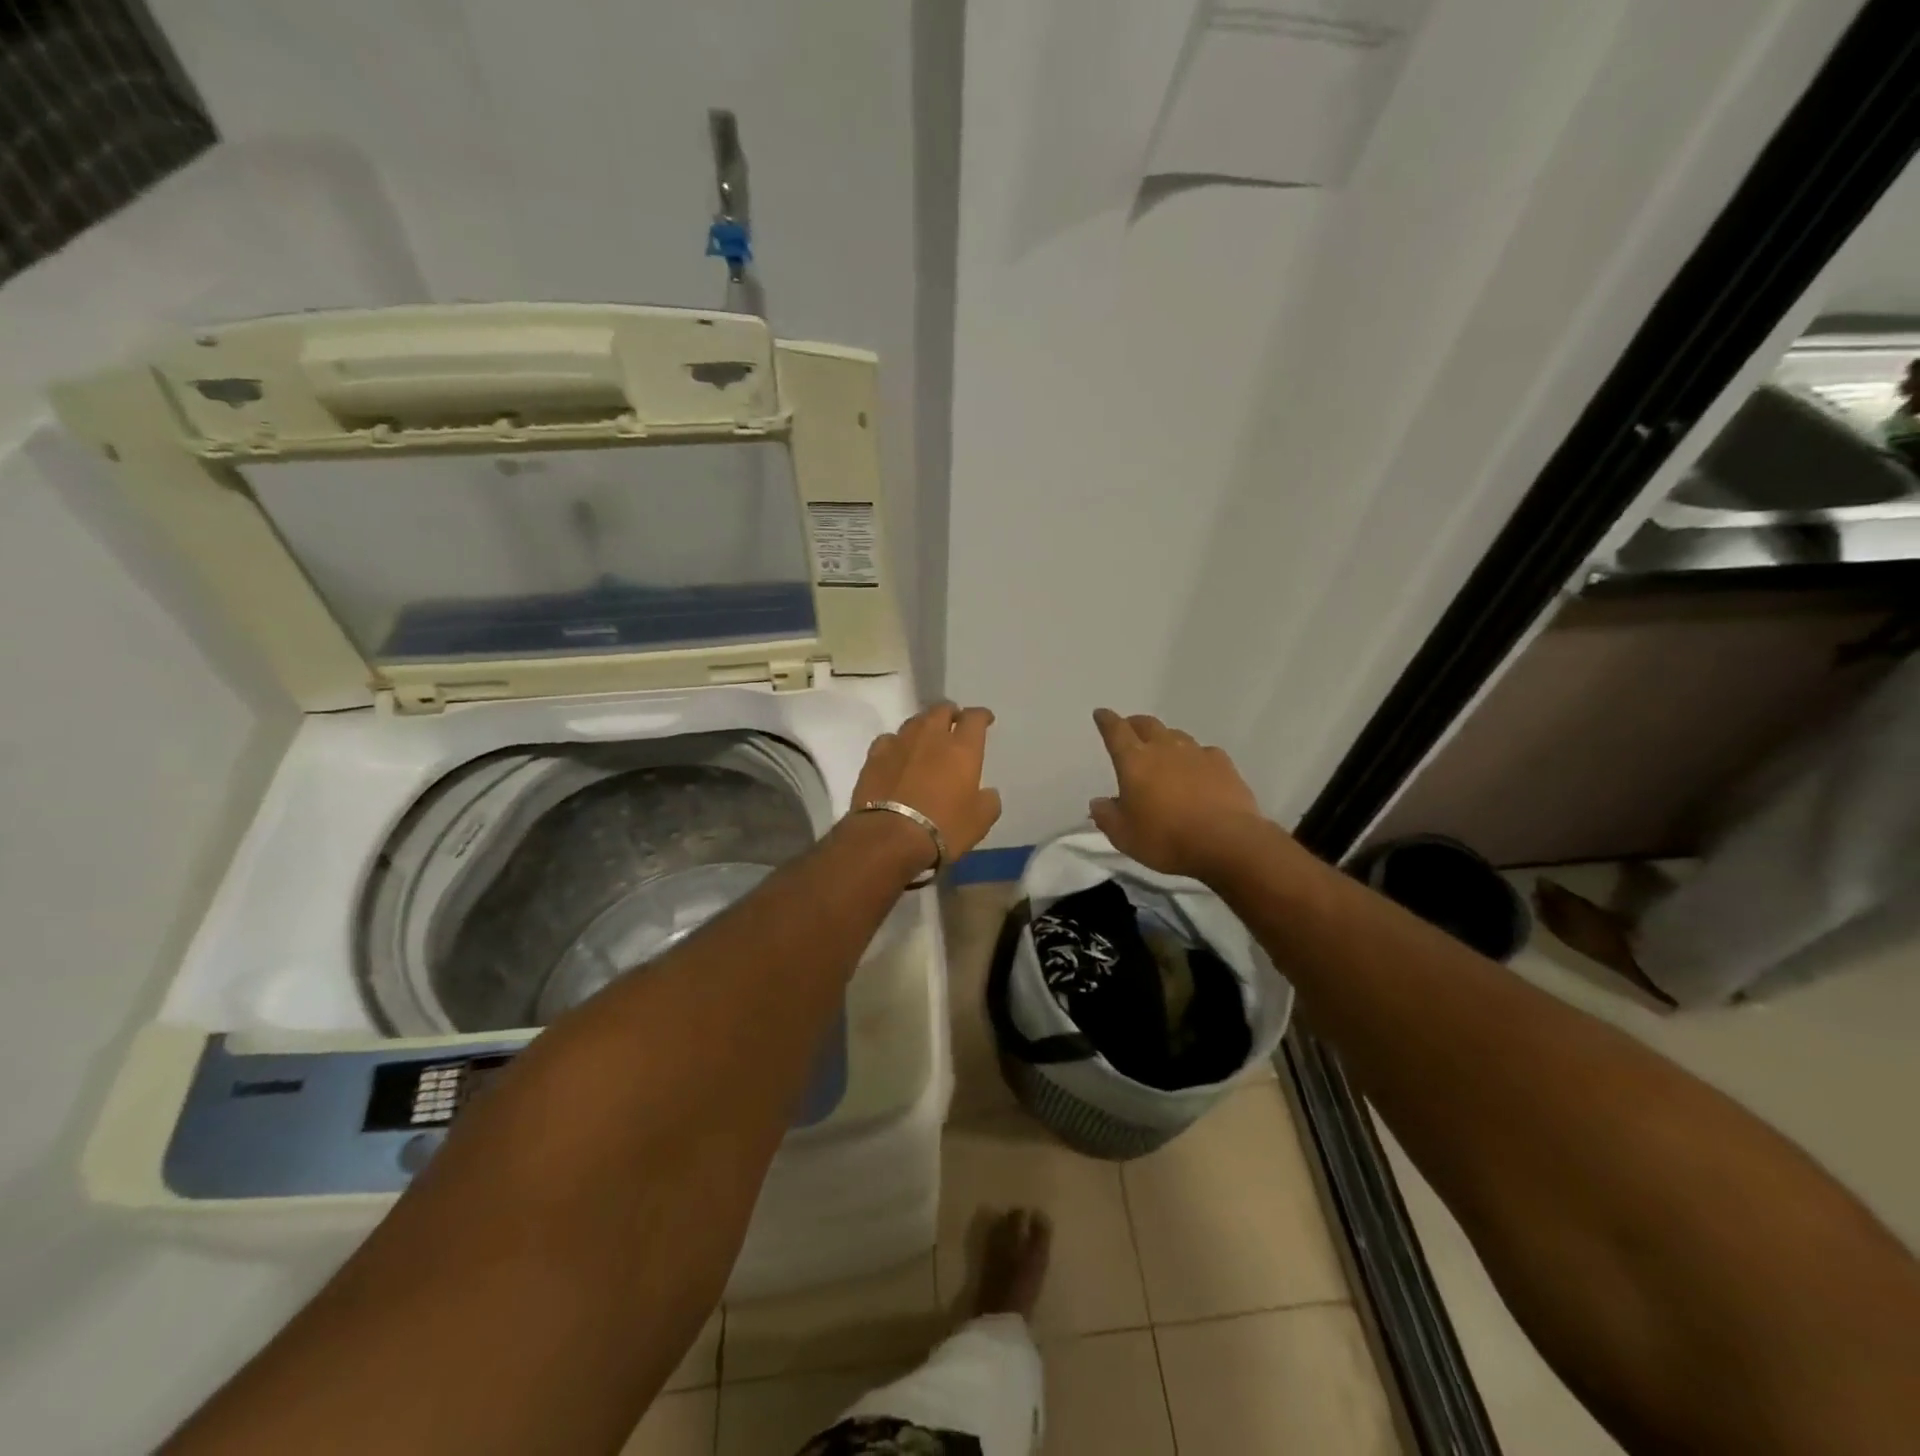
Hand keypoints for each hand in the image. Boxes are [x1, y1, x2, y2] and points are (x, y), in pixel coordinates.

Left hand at [852, 702, 1002, 863]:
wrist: (890, 837)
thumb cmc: (943, 828)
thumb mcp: (980, 821)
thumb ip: (988, 801)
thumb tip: (988, 792)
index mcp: (962, 748)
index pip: (974, 718)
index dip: (981, 715)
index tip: (985, 719)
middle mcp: (931, 737)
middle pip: (941, 710)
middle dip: (950, 713)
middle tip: (954, 722)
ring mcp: (900, 744)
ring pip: (914, 721)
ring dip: (924, 725)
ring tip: (926, 737)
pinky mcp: (874, 757)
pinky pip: (889, 739)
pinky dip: (897, 743)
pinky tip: (897, 753)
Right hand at [1089, 708, 1265, 879]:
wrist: (1226, 842)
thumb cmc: (1166, 839)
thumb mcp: (1124, 836)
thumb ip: (1107, 816)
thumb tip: (1098, 802)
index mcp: (1134, 761)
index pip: (1115, 731)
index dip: (1106, 720)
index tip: (1102, 713)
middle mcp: (1164, 748)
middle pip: (1146, 724)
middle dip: (1134, 724)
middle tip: (1130, 729)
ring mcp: (1196, 753)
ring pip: (1176, 735)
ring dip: (1165, 739)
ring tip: (1163, 751)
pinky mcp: (1223, 764)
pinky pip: (1204, 752)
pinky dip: (1195, 757)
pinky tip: (1198, 769)